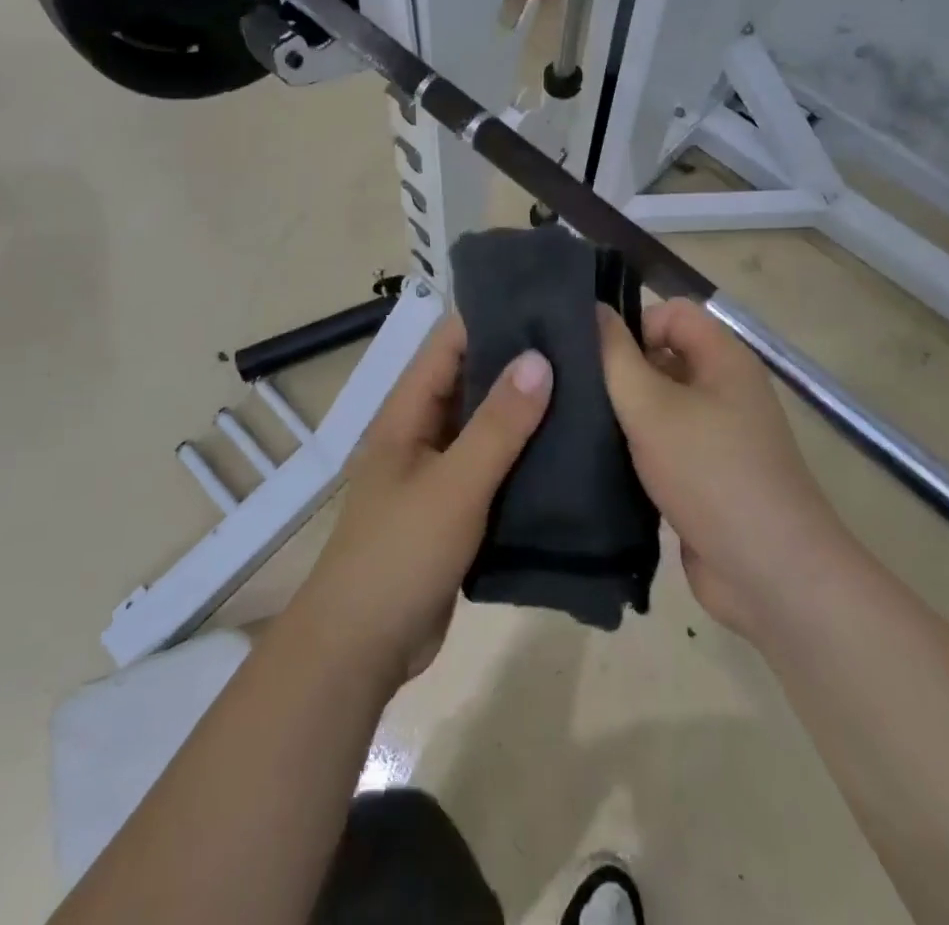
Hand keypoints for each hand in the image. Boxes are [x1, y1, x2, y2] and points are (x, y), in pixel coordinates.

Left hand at [289, 315, 551, 683]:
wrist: (362, 647)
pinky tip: (568, 449)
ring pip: (484, 424)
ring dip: (524, 409)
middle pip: (470, 380)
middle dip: (517, 361)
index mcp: (407, 411)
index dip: (491, 316)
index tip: (546, 302)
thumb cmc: (400, 553)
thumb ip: (497, 425)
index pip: (449, 343)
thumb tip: (539, 357)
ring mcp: (437, 470)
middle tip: (582, 345)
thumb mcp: (454, 485)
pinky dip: (522, 453)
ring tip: (586, 387)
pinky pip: (491, 466)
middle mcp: (420, 430)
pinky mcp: (454, 506)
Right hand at [599, 298, 848, 643]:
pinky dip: (635, 449)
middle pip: (663, 357)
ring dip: (623, 414)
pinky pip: (663, 445)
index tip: (595, 357)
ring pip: (659, 405)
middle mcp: (724, 389)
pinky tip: (598, 463)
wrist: (770, 573)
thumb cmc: (710, 473)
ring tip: (577, 426)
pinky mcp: (705, 476)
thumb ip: (616, 356)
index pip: (671, 312)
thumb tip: (594, 309)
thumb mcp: (651, 406)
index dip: (633, 324)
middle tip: (573, 391)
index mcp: (723, 359)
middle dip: (620, 370)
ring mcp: (717, 436)